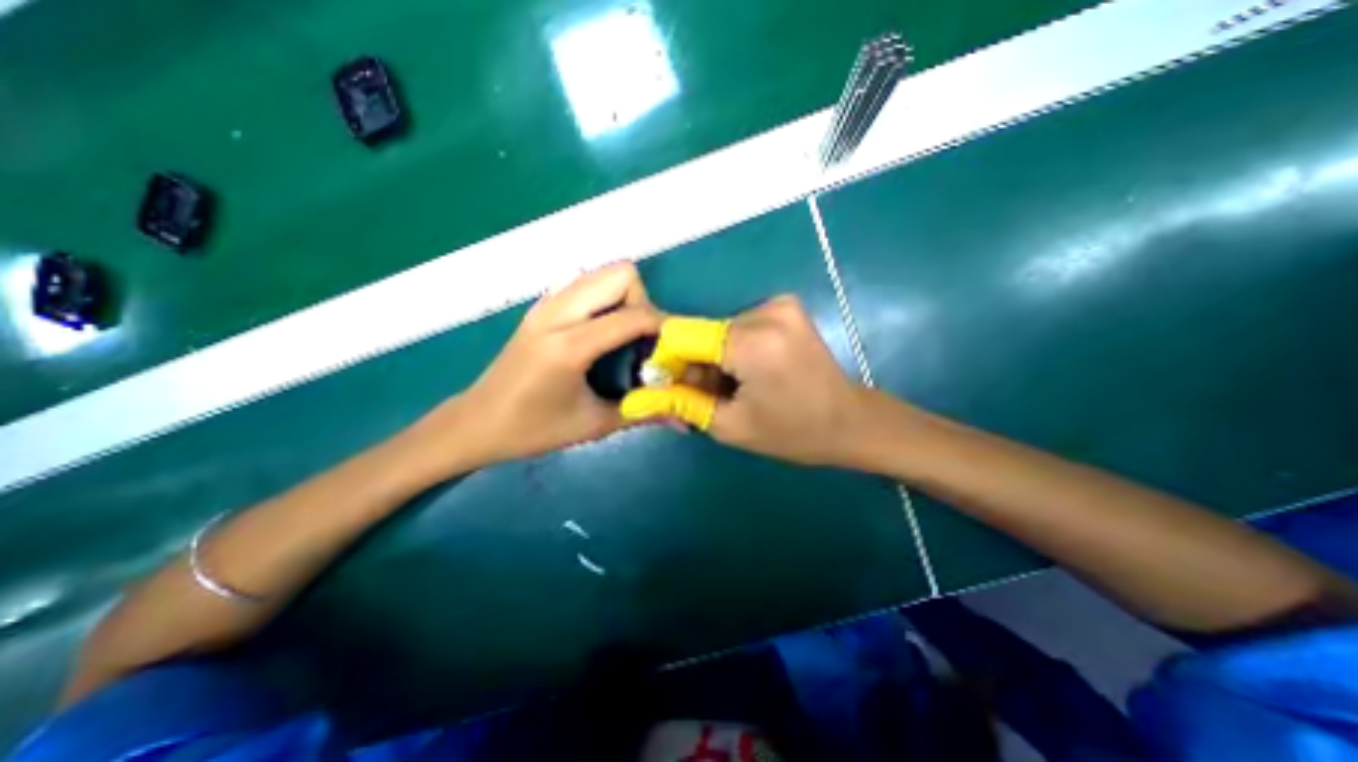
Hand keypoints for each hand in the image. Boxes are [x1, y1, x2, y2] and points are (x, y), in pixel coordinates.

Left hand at [418, 265, 665, 470]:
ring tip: (621, 335)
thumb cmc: (533, 430)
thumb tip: (683, 419)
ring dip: (622, 296)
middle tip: (640, 340)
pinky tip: (595, 327)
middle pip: (620, 273)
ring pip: (600, 272)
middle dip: (641, 302)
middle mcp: (558, 313)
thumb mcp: (593, 425)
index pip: (633, 316)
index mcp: (570, 345)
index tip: (670, 349)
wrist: (476, 423)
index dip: (663, 327)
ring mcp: (545, 305)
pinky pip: (580, 282)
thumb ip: (643, 414)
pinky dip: (599, 295)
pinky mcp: (539, 306)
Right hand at [622, 294, 876, 463]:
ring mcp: (779, 305)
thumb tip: (638, 394)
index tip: (666, 387)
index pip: (680, 335)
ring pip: (718, 331)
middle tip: (701, 397)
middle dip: (693, 365)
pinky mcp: (785, 307)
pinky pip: (739, 327)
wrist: (851, 421)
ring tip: (730, 389)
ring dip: (714, 359)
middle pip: (701, 333)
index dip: (665, 360)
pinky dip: (733, 350)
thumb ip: (681, 403)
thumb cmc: (793, 432)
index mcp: (753, 342)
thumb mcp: (730, 426)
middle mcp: (766, 312)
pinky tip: (748, 374)